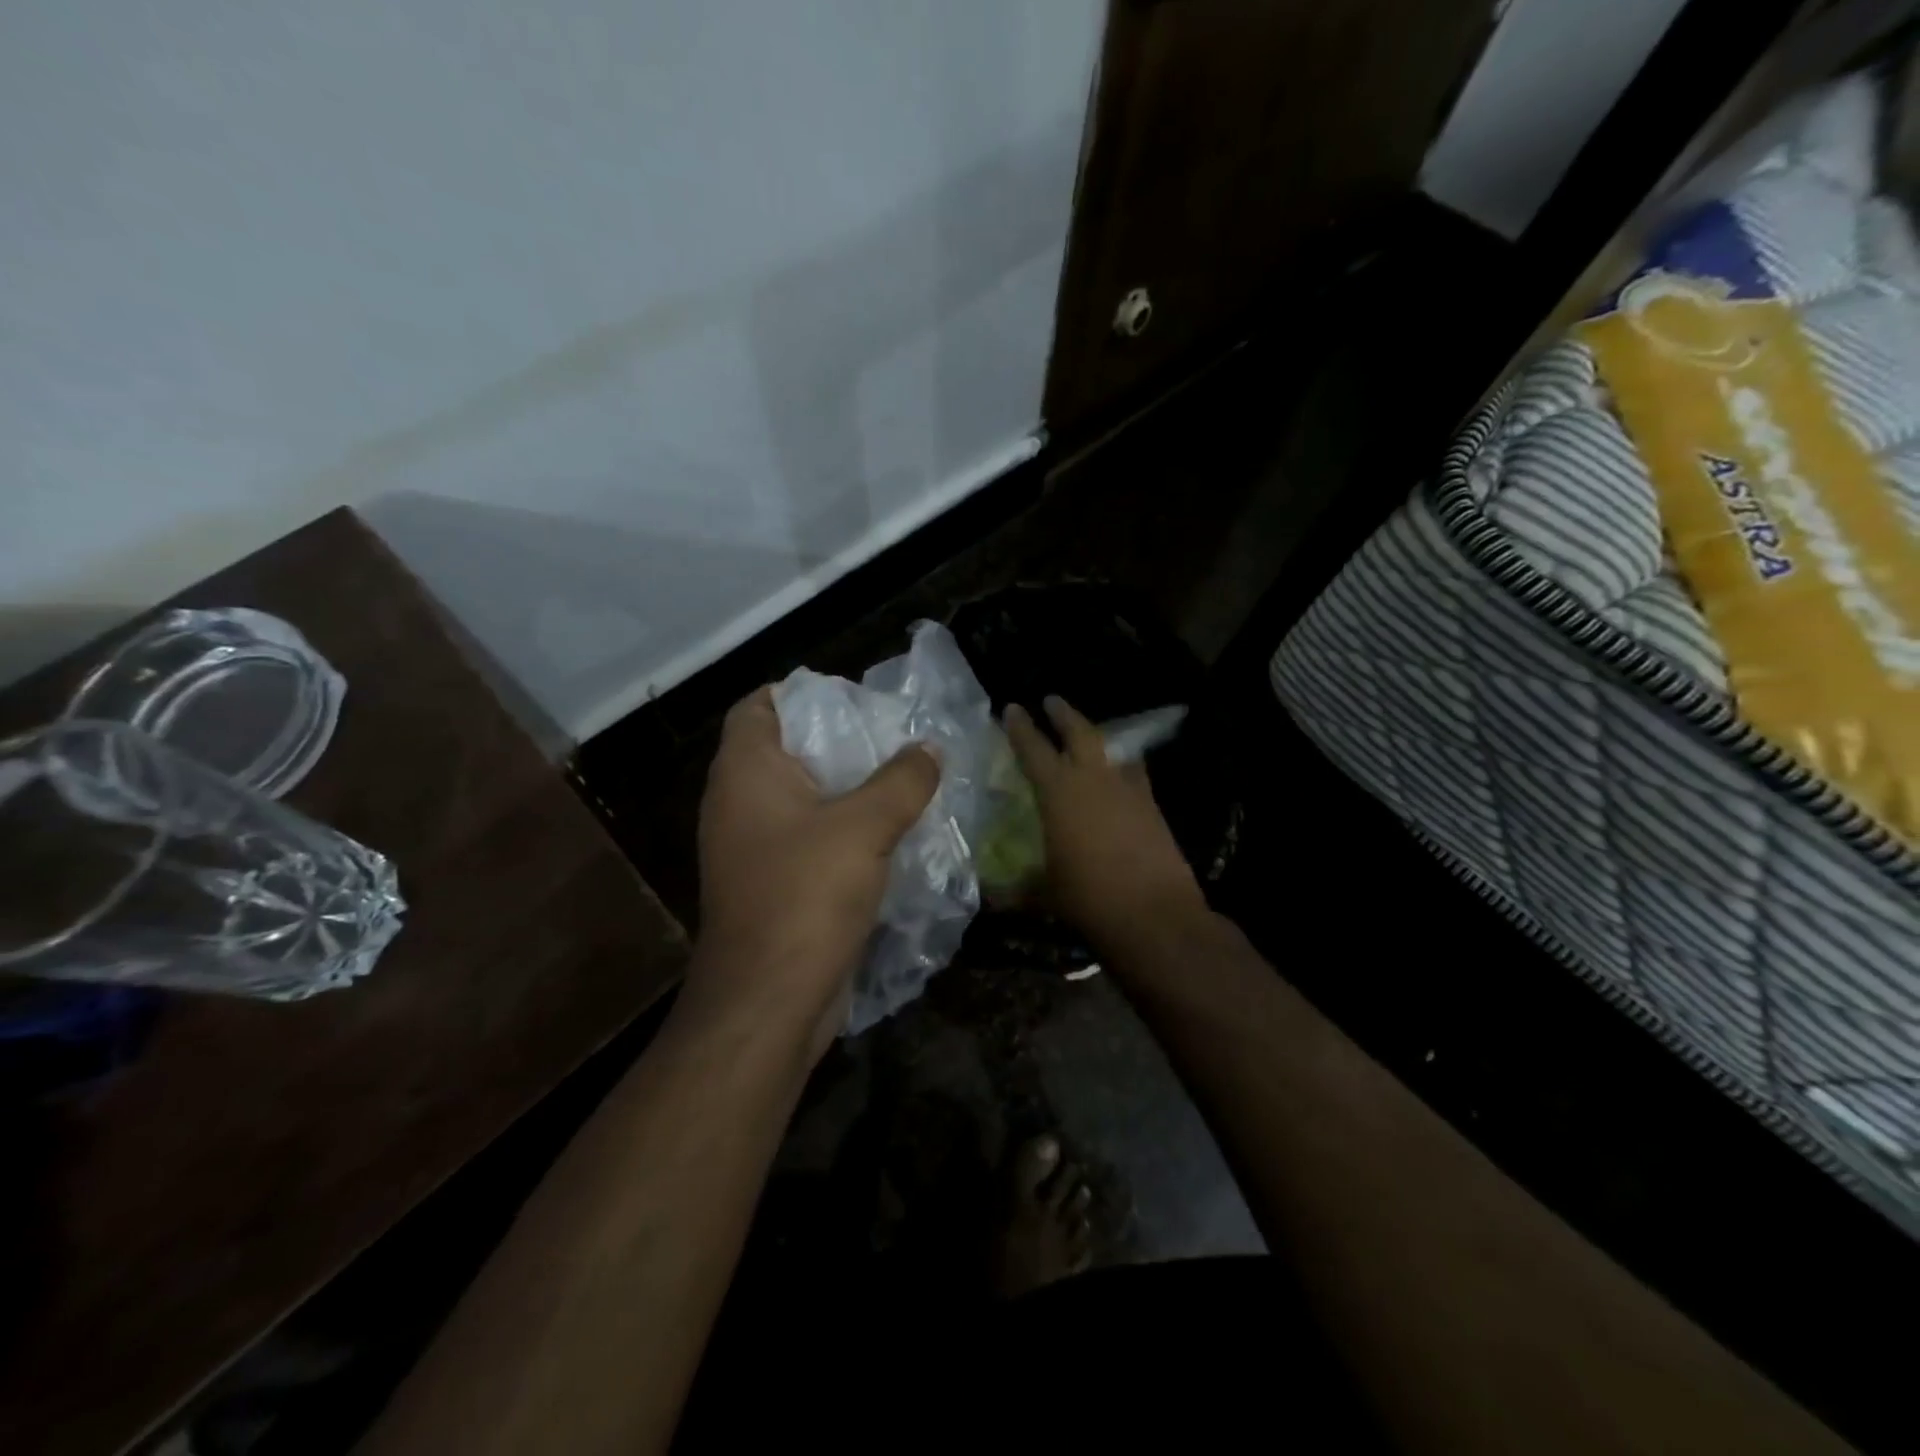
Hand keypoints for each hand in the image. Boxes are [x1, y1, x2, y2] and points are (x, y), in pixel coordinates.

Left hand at [693, 686, 939, 1055]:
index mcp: (746, 772)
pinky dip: (845, 829)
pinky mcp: (774, 883)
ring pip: (805, 798)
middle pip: (788, 750)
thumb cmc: (806, 896)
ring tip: (904, 781)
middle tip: (894, 739)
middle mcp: (740, 803)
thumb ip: (902, 780)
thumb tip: (929, 748)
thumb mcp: (865, 827)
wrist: (769, 1001)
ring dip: (850, 789)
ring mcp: (754, 847)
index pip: (760, 706)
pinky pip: (811, 838)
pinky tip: (891, 834)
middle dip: (841, 741)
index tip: (854, 701)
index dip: (802, 693)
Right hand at [1004, 696, 1206, 952]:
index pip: (1033, 749)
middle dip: (1063, 714)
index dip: (1020, 727)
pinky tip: (1121, 774)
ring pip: (1112, 748)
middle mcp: (1094, 779)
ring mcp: (1129, 789)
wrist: (1155, 914)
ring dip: (1097, 736)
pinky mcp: (1153, 806)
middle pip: (1079, 732)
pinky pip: (1135, 772)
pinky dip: (1124, 765)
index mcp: (1059, 792)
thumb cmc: (1089, 899)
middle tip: (1052, 700)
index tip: (1012, 707)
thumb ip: (1019, 888)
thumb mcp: (1045, 893)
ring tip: (1090, 734)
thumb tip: (992, 897)